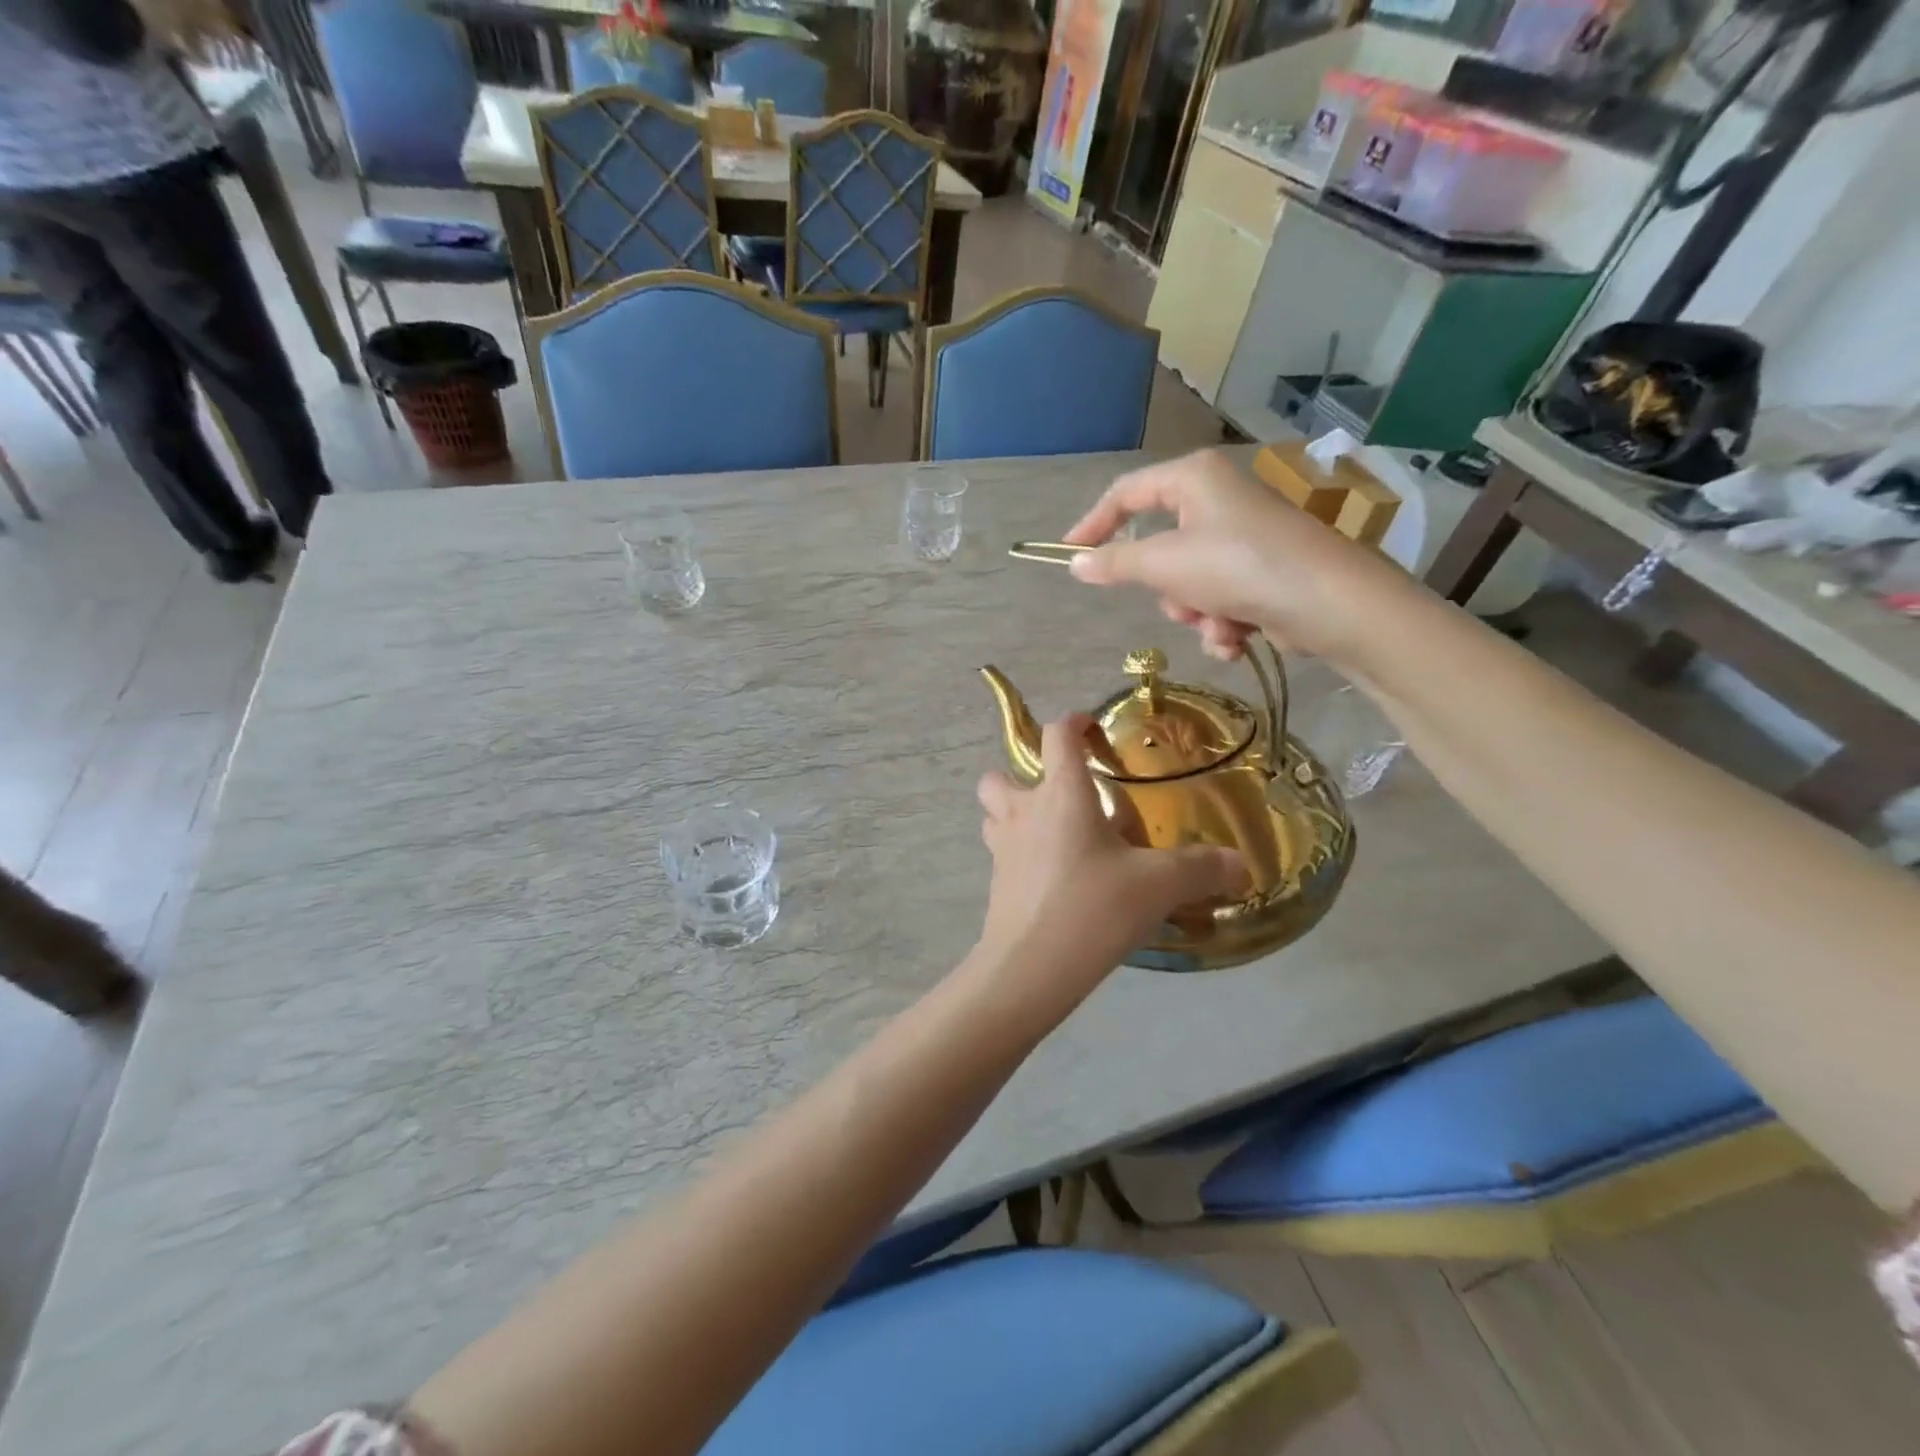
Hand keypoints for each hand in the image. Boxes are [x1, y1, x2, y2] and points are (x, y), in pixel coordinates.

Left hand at [972, 716, 1244, 1015]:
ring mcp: (1002, 848)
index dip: (1075, 723)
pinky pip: (1002, 853)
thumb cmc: (1093, 907)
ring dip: (1016, 814)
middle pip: (1002, 774)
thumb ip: (1201, 869)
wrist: (1030, 967)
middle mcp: (1023, 811)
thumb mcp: (1158, 886)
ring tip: (1057, 835)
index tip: (1093, 729)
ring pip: (994, 813)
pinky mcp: (996, 883)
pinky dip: (1022, 854)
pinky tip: (1056, 879)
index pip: (1057, 736)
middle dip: (1025, 776)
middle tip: (1065, 799)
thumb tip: (1240, 863)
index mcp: (1061, 794)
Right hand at [1062, 448, 1400, 664]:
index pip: (1126, 493)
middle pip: (1160, 548)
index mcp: (1194, 479)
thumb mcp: (1164, 564)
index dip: (1094, 524)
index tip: (1068, 555)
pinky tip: (1238, 638)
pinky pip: (1217, 599)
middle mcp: (1219, 500)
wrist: (1328, 604)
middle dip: (1168, 589)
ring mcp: (1243, 537)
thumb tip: (1074, 563)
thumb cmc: (1238, 567)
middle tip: (1181, 602)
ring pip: (1188, 583)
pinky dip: (1221, 624)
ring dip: (1196, 613)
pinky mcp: (1261, 572)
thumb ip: (1115, 563)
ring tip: (1221, 624)